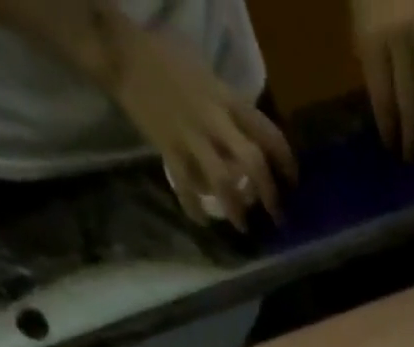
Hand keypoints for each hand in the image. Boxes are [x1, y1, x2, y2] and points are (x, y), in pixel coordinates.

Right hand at [112, 24, 295, 228]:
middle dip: (270, 195)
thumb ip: (231, 107)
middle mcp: (214, 119)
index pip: (269, 133)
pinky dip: (194, 207)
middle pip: (253, 163)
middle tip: (277, 217)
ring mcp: (190, 135)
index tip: (293, 183)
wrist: (120, 51)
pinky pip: (185, 185)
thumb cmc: (167, 60)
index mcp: (228, 99)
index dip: (287, 162)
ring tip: (244, 228)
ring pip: (223, 180)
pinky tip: (202, 220)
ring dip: (237, 209)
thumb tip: (254, 138)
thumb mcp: (209, 76)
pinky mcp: (167, 147)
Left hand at [351, 0, 413, 160]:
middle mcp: (403, 41)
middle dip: (412, 136)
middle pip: (412, 103)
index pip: (384, 99)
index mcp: (374, 41)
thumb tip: (390, 117)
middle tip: (412, 158)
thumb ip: (373, 72)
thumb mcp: (359, 33)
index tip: (392, 149)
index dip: (389, 129)